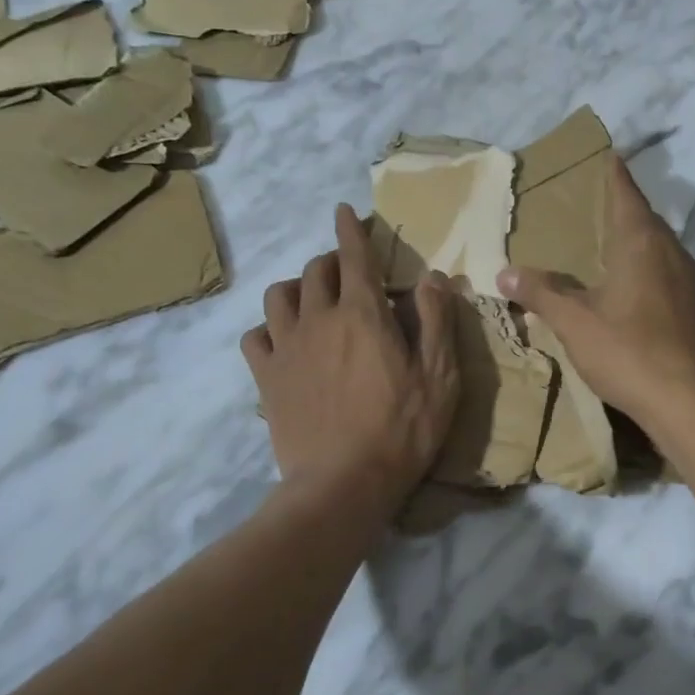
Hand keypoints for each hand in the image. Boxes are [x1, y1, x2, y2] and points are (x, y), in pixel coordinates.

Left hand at [243, 205, 459, 510]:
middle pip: (316, 271)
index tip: (344, 210)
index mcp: (364, 315)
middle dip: (332, 261)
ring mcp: (287, 348)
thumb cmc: (402, 430)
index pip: (355, 257)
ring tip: (311, 298)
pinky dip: (268, 327)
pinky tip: (282, 338)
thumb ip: (436, 321)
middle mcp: (319, 319)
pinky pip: (255, 335)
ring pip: (279, 295)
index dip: (351, 230)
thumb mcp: (440, 377)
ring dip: (296, 286)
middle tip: (348, 272)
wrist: (342, 484)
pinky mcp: (266, 377)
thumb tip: (431, 276)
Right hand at [497, 155, 694, 435]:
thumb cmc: (628, 351)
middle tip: (599, 210)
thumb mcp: (574, 323)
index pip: (626, 195)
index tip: (610, 155)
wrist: (690, 402)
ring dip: (642, 246)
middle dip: (625, 212)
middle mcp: (674, 253)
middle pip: (648, 221)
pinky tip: (642, 298)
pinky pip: (675, 280)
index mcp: (642, 243)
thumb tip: (504, 273)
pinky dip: (656, 276)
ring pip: (664, 252)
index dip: (615, 175)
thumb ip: (540, 293)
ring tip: (617, 253)